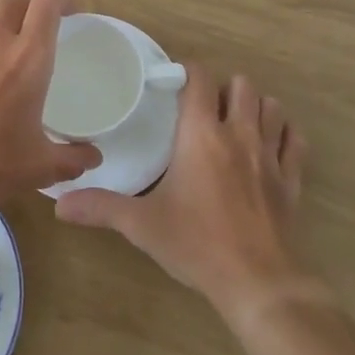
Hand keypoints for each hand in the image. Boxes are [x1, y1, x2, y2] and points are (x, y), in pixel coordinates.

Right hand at [56, 65, 316, 324]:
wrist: (258, 282)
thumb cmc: (197, 244)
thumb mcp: (143, 225)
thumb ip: (101, 208)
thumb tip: (59, 204)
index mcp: (201, 134)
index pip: (200, 79)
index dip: (187, 72)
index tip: (173, 84)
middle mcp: (239, 133)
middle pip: (241, 84)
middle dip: (223, 89)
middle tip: (204, 110)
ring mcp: (271, 154)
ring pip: (272, 106)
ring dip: (255, 107)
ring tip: (237, 123)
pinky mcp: (292, 178)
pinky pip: (295, 140)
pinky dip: (285, 134)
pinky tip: (270, 145)